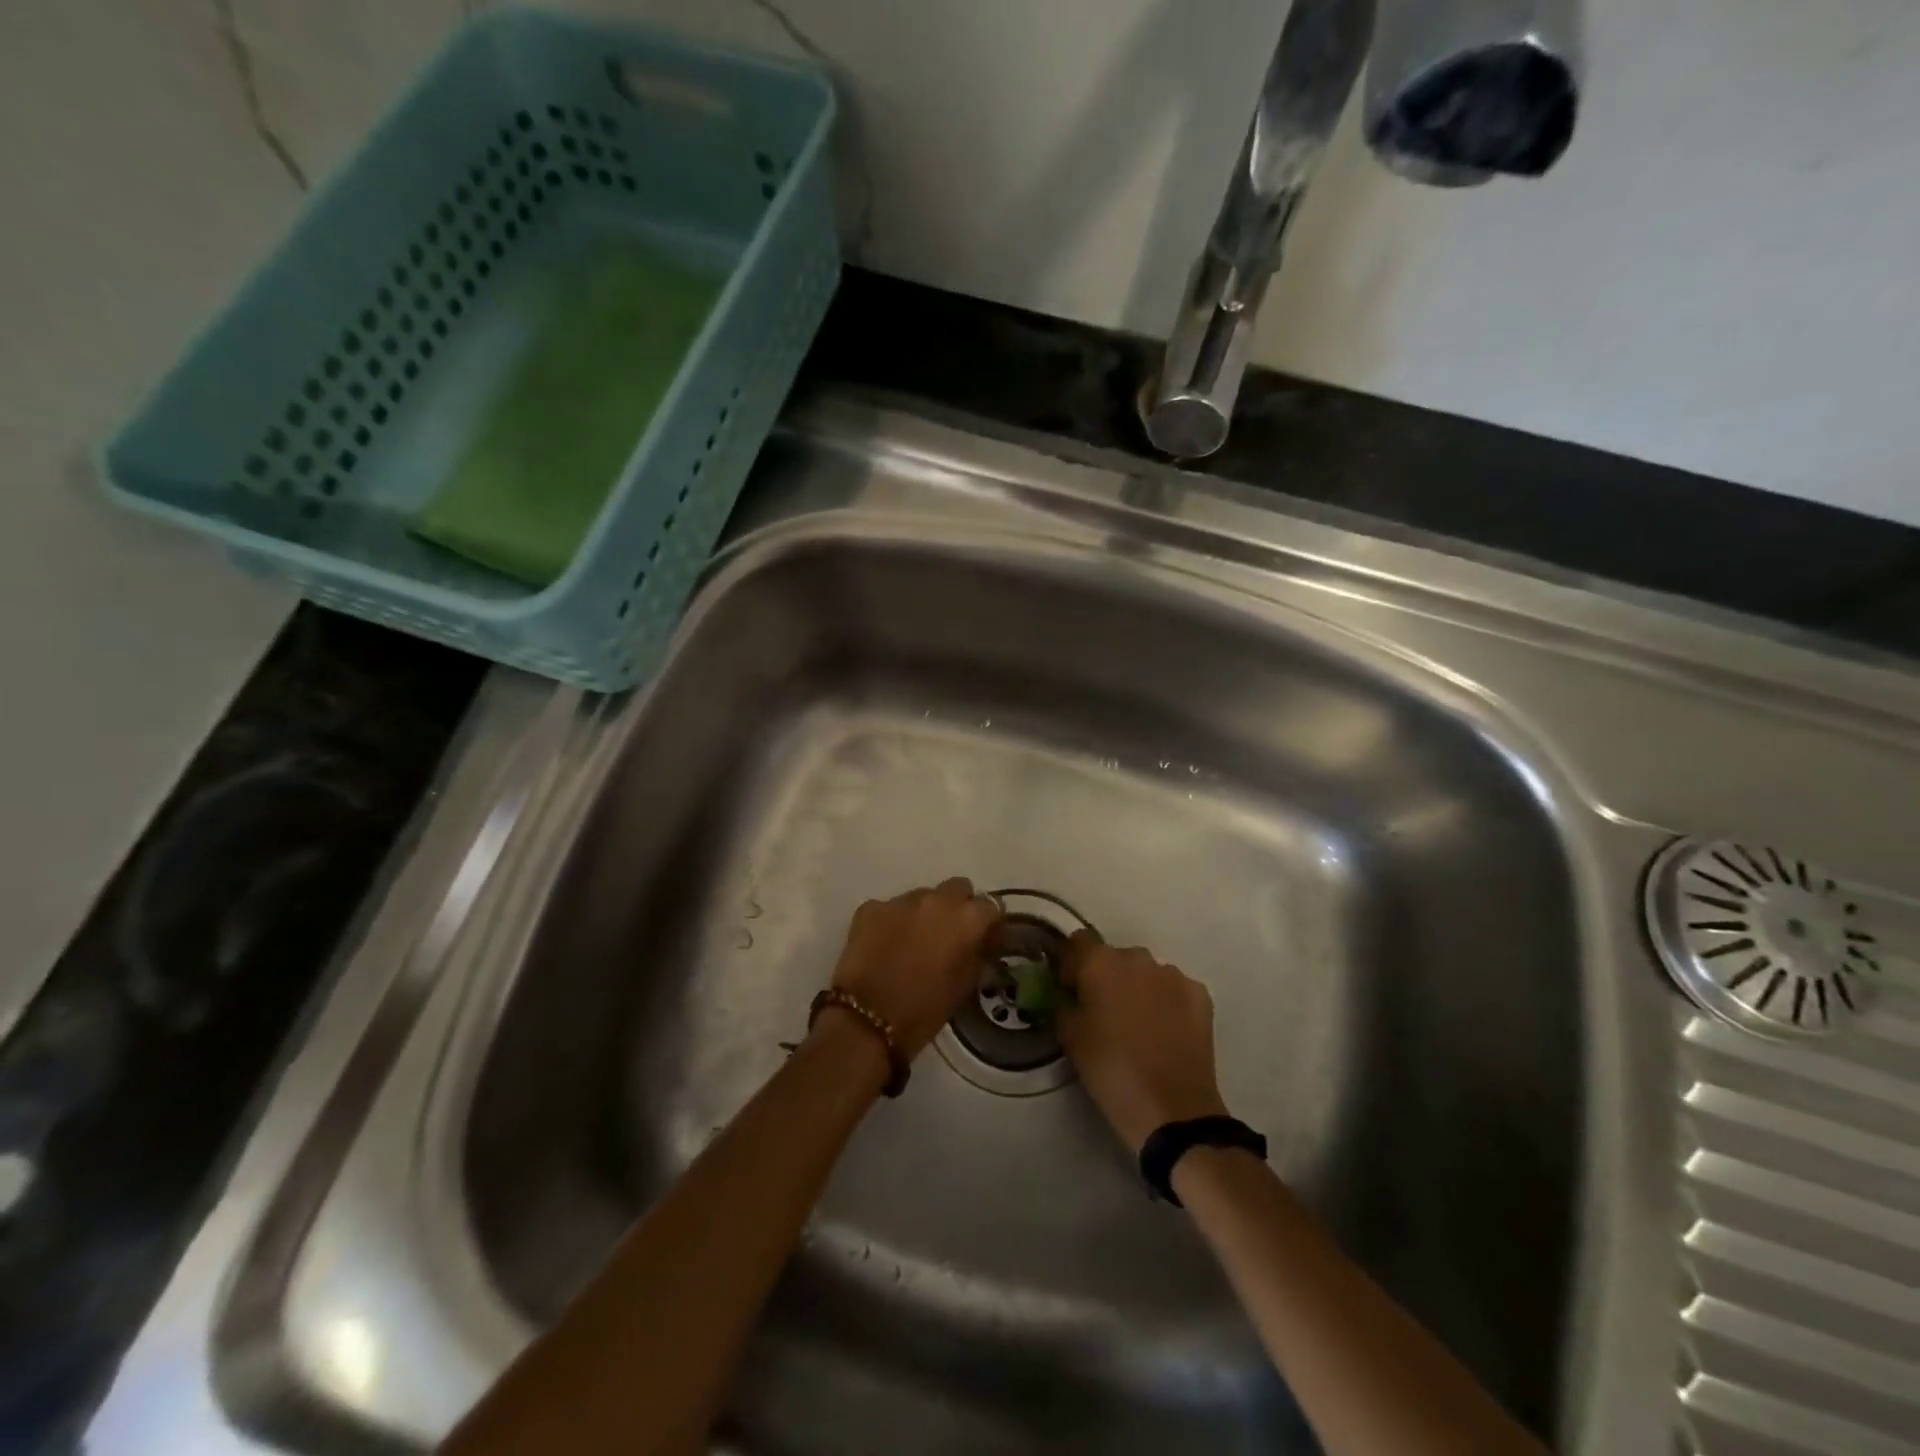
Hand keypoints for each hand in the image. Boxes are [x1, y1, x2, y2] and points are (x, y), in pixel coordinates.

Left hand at [824, 878, 1000, 1057]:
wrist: (866, 1021)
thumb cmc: (924, 1010)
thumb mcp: (964, 986)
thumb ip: (977, 957)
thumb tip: (981, 946)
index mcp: (966, 918)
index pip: (991, 905)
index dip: (989, 922)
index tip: (985, 938)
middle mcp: (936, 899)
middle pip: (957, 888)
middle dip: (958, 906)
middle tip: (950, 934)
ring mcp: (900, 901)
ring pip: (922, 896)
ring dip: (924, 913)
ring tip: (914, 941)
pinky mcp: (870, 908)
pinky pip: (890, 908)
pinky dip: (893, 922)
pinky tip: (885, 945)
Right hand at [1057, 931, 1228, 1150]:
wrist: (1172, 1109)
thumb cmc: (1111, 1070)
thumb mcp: (1069, 1038)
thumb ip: (1062, 1003)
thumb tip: (1066, 993)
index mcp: (1100, 962)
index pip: (1076, 942)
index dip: (1070, 965)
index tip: (1069, 990)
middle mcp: (1137, 957)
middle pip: (1113, 957)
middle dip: (1105, 978)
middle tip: (1103, 1013)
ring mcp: (1172, 974)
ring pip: (1145, 973)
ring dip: (1137, 989)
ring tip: (1137, 1026)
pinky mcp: (1199, 994)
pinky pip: (1173, 989)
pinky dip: (1166, 1002)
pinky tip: (1164, 1032)